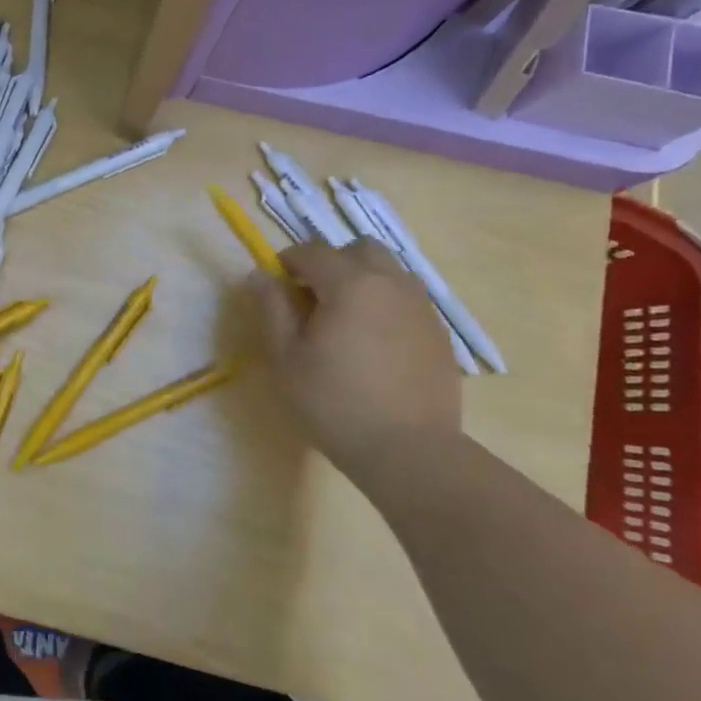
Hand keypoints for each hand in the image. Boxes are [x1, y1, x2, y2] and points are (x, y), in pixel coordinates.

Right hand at [253, 239, 462, 470]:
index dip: (287, 262)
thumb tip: (260, 275)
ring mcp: (422, 307)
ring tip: (345, 320)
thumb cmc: (334, 403)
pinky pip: (408, 300)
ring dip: (362, 280)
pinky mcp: (439, 334)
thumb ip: (271, 308)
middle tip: (313, 299)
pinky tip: (374, 344)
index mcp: (350, 284)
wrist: (409, 451)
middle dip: (332, 263)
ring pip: (389, 272)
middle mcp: (391, 283)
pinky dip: (386, 305)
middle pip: (359, 249)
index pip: (312, 252)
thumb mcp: (286, 358)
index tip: (275, 287)